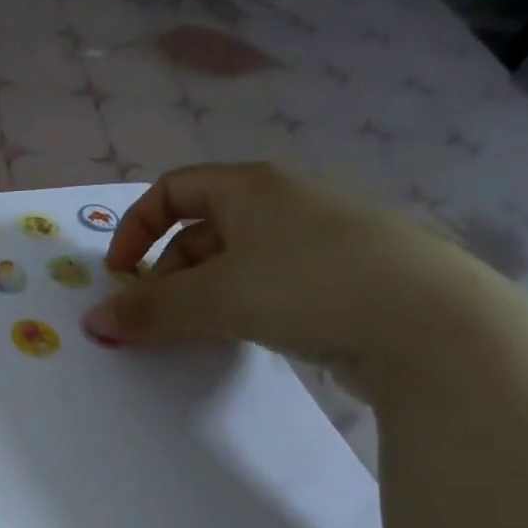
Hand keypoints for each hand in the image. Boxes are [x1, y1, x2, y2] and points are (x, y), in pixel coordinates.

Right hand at [82, 162, 512, 391]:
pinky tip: (243, 339)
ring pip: (237, 263)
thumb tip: (94, 321)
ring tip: (193, 335)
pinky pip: (272, 287)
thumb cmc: (311, 285)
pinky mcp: (344, 281)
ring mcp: (320, 242)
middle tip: (153, 320)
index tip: (120, 276)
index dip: (136, 227)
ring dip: (202, 296)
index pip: (174, 189)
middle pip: (202, 230)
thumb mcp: (216, 297)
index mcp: (253, 187)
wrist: (433, 326)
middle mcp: (286, 204)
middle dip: (166, 274)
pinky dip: (242, 309)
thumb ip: (150, 311)